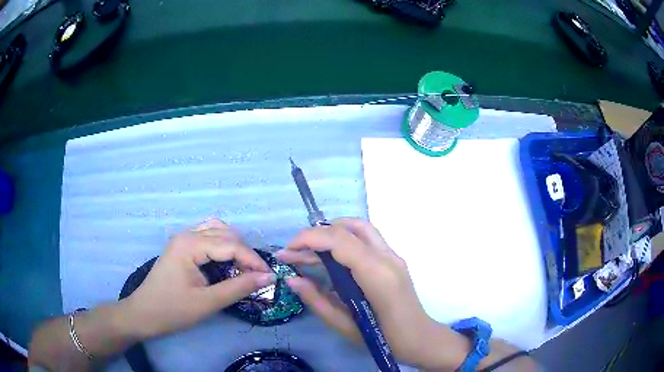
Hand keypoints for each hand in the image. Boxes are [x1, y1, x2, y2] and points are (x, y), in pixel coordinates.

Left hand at [121, 219, 274, 338]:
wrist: (143, 314)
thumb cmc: (173, 310)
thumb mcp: (208, 302)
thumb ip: (239, 288)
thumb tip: (268, 277)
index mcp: (190, 244)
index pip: (231, 245)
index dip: (253, 260)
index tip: (270, 278)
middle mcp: (186, 234)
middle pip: (226, 234)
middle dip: (245, 254)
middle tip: (257, 277)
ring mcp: (182, 239)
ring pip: (217, 231)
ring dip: (234, 247)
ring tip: (244, 268)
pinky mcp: (181, 247)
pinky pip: (207, 237)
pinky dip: (222, 246)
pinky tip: (226, 262)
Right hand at [276, 218, 470, 369]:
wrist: (419, 338)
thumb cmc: (383, 338)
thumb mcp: (344, 324)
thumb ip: (317, 300)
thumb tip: (292, 280)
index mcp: (376, 275)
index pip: (339, 240)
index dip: (309, 238)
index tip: (287, 250)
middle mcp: (387, 257)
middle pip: (349, 228)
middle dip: (316, 234)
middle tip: (294, 252)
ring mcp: (393, 256)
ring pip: (360, 228)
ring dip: (330, 233)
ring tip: (307, 251)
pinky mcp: (393, 259)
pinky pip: (366, 238)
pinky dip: (344, 239)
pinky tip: (329, 256)